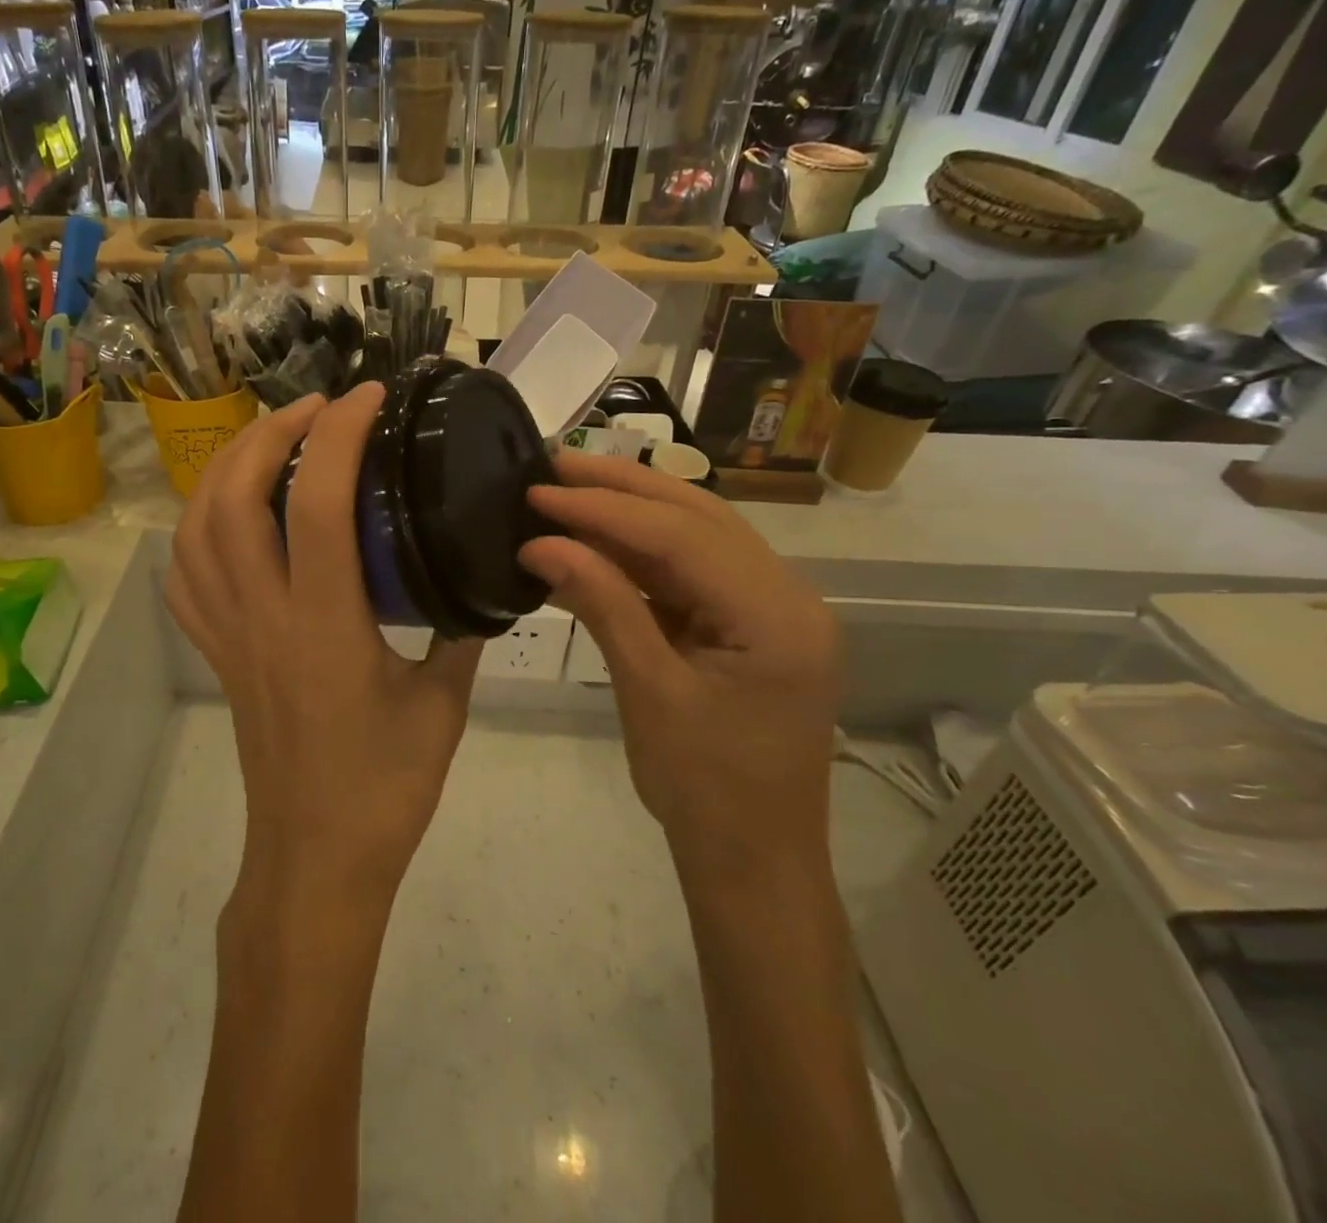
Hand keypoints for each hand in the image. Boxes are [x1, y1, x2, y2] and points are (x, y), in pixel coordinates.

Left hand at [166, 384, 483, 904]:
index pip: (316, 503)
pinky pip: (185, 576)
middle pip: (232, 496)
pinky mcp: (215, 653)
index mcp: (324, 624)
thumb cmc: (385, 790)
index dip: (338, 435)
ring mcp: (228, 634)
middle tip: (316, 408)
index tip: (370, 398)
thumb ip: (459, 633)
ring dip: (227, 467)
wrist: (314, 861)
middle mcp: (262, 617)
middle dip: (269, 432)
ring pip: (196, 528)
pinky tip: (229, 514)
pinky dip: (198, 526)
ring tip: (270, 441)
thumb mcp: (443, 706)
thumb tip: (474, 581)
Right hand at [518, 452, 838, 875]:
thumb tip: (541, 543)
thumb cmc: (704, 789)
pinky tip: (595, 540)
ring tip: (567, 489)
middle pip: (698, 517)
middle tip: (553, 465)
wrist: (752, 861)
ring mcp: (771, 607)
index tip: (539, 491)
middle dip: (621, 487)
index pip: (681, 536)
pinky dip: (640, 553)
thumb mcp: (648, 691)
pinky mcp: (749, 623)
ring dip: (630, 511)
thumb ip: (602, 604)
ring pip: (695, 536)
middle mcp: (787, 595)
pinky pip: (691, 571)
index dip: (604, 508)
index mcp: (777, 615)